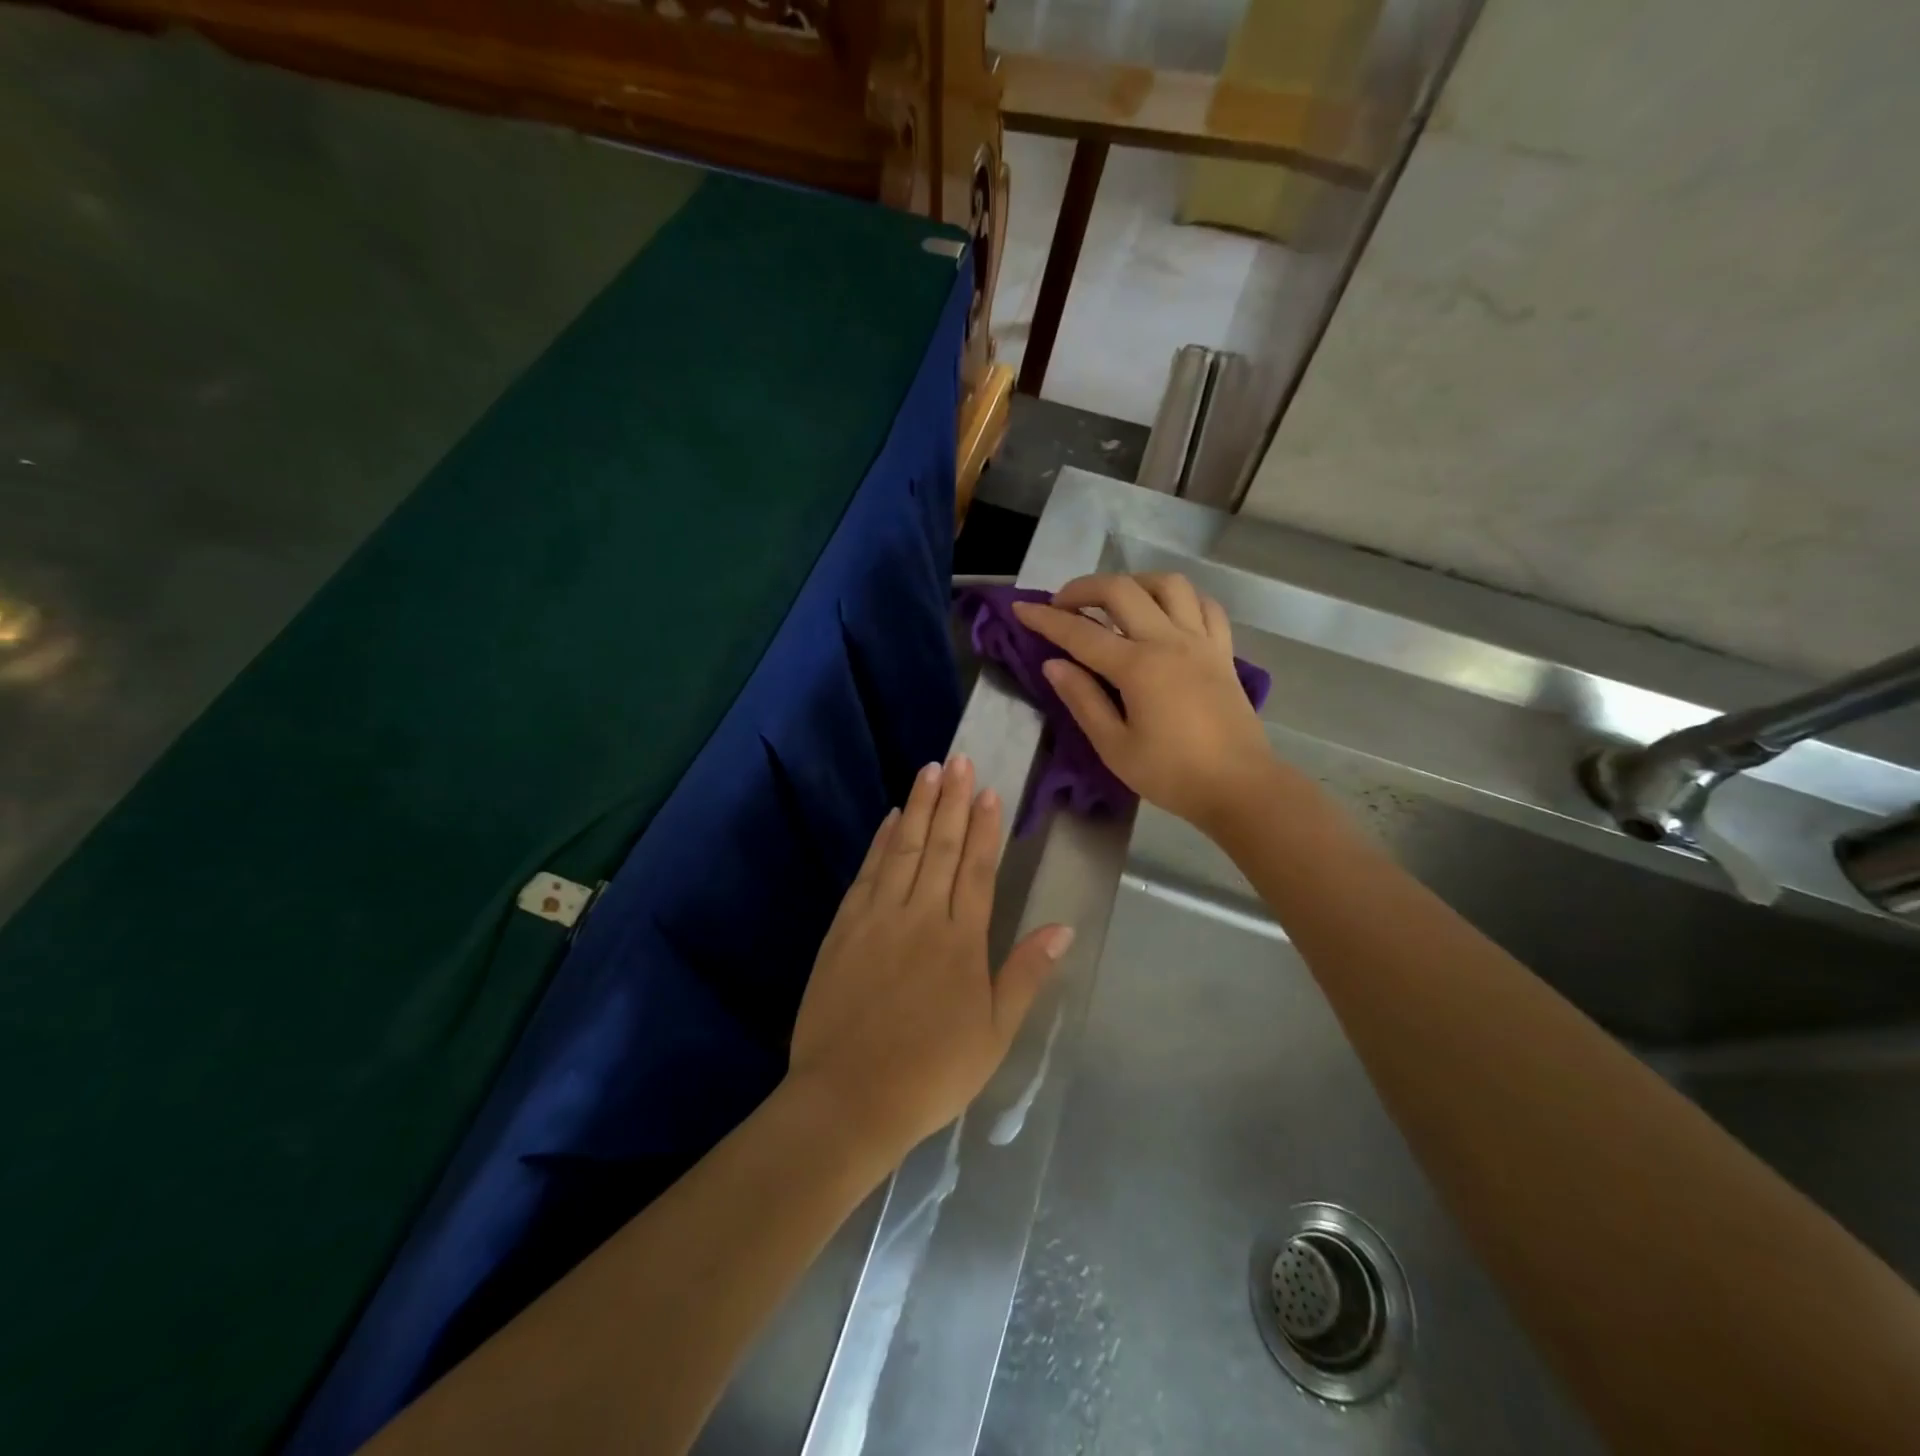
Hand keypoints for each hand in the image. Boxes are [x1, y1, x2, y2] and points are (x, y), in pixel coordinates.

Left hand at [787, 755, 1074, 1163]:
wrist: (849, 1097)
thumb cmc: (932, 1071)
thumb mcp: (995, 1033)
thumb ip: (1025, 974)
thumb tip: (1062, 927)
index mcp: (961, 941)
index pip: (976, 869)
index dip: (983, 828)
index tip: (988, 790)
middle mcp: (920, 917)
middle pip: (939, 847)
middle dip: (951, 801)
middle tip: (958, 760)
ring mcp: (877, 919)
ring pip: (902, 850)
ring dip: (917, 808)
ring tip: (929, 771)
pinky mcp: (843, 929)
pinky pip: (867, 873)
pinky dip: (880, 842)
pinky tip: (888, 820)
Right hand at [1013, 573, 1278, 832]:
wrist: (1239, 787)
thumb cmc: (1171, 774)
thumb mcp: (1114, 747)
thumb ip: (1082, 700)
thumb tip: (1054, 665)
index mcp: (1138, 667)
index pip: (1080, 632)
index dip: (1045, 619)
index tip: (1020, 609)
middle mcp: (1169, 641)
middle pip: (1122, 590)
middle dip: (1084, 588)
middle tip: (1062, 604)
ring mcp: (1201, 641)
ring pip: (1168, 584)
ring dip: (1134, 582)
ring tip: (1114, 601)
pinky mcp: (1223, 652)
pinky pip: (1204, 606)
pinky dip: (1180, 599)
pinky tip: (1165, 613)